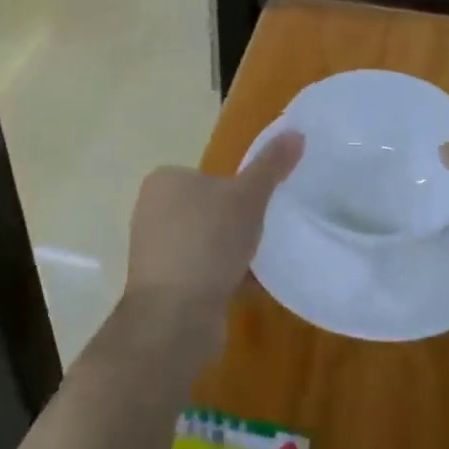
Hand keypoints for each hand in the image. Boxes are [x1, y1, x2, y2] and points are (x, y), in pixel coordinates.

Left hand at [123, 130, 304, 348]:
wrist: (176, 316)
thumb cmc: (209, 242)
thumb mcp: (248, 196)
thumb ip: (271, 165)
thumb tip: (296, 132)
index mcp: (164, 180)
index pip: (208, 175)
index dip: (238, 189)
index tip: (261, 205)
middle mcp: (151, 211)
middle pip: (208, 209)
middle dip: (236, 223)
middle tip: (264, 232)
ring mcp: (153, 250)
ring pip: (206, 242)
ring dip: (232, 253)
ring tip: (261, 262)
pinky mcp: (161, 286)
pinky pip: (201, 272)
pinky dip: (224, 277)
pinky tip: (251, 288)